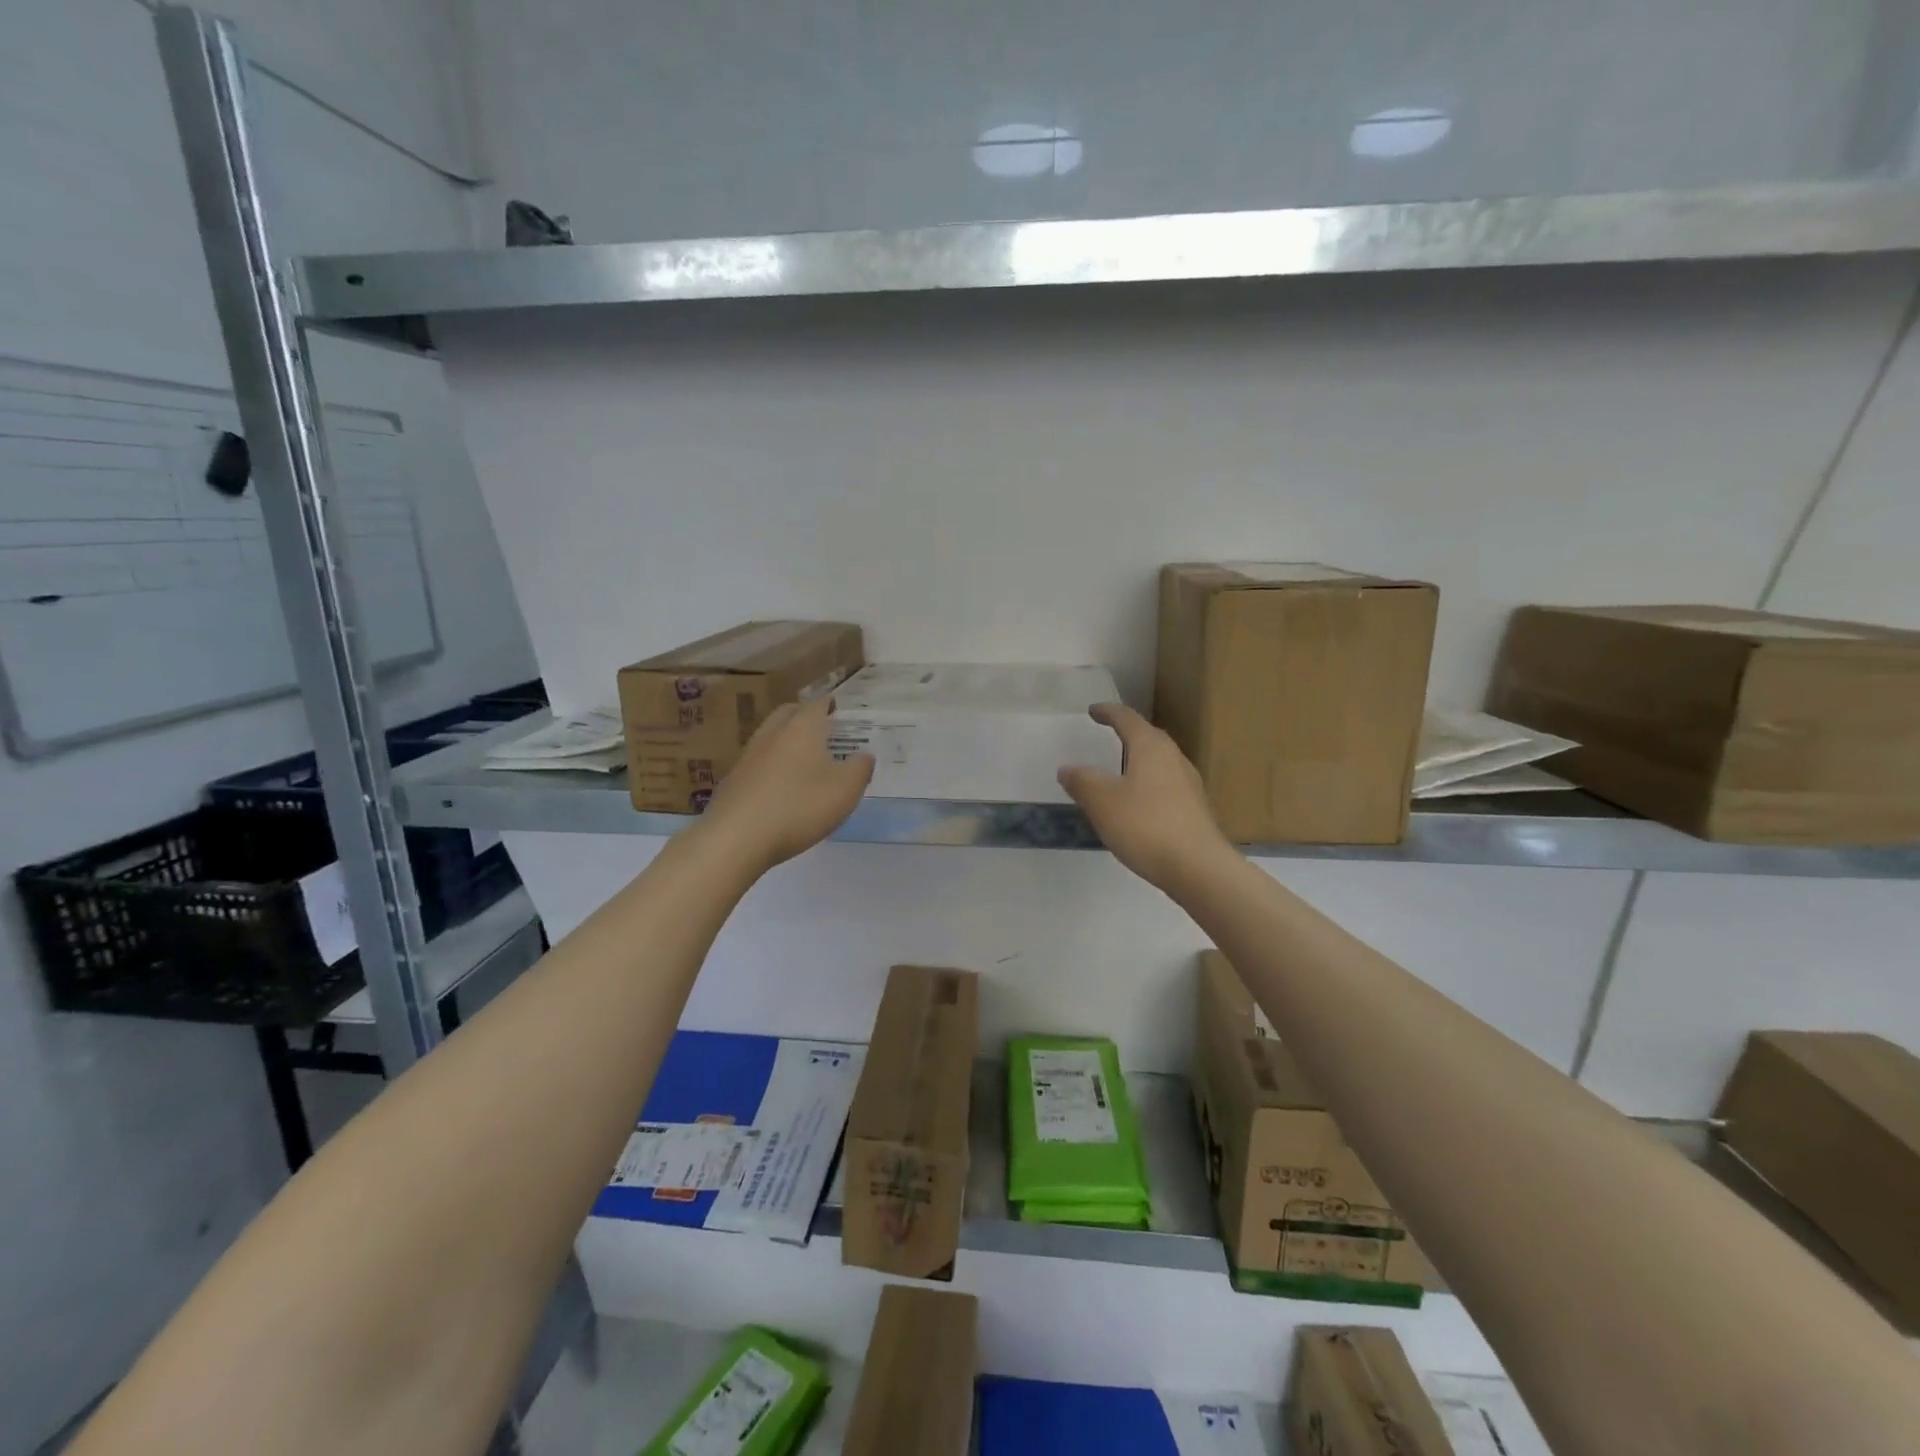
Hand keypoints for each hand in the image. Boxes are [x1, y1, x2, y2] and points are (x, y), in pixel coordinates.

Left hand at [698, 698, 873, 872]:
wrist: (735, 838)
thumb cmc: (798, 807)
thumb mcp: (845, 791)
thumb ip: (860, 769)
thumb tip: (865, 755)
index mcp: (802, 728)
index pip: (817, 704)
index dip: (830, 704)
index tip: (839, 709)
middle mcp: (772, 733)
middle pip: (789, 713)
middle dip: (805, 715)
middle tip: (822, 727)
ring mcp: (748, 755)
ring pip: (770, 735)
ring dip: (786, 738)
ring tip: (803, 755)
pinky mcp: (733, 779)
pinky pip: (758, 760)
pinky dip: (772, 762)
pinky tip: (779, 783)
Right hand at [1058, 703, 1235, 891]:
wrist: (1198, 868)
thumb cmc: (1146, 826)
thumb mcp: (1102, 802)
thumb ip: (1082, 782)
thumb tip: (1067, 768)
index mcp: (1151, 747)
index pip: (1127, 719)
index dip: (1107, 712)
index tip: (1093, 711)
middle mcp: (1174, 758)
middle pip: (1148, 737)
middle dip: (1127, 733)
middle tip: (1108, 735)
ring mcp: (1188, 784)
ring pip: (1159, 761)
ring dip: (1139, 759)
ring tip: (1120, 769)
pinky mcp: (1194, 809)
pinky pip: (1165, 785)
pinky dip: (1148, 784)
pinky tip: (1138, 803)